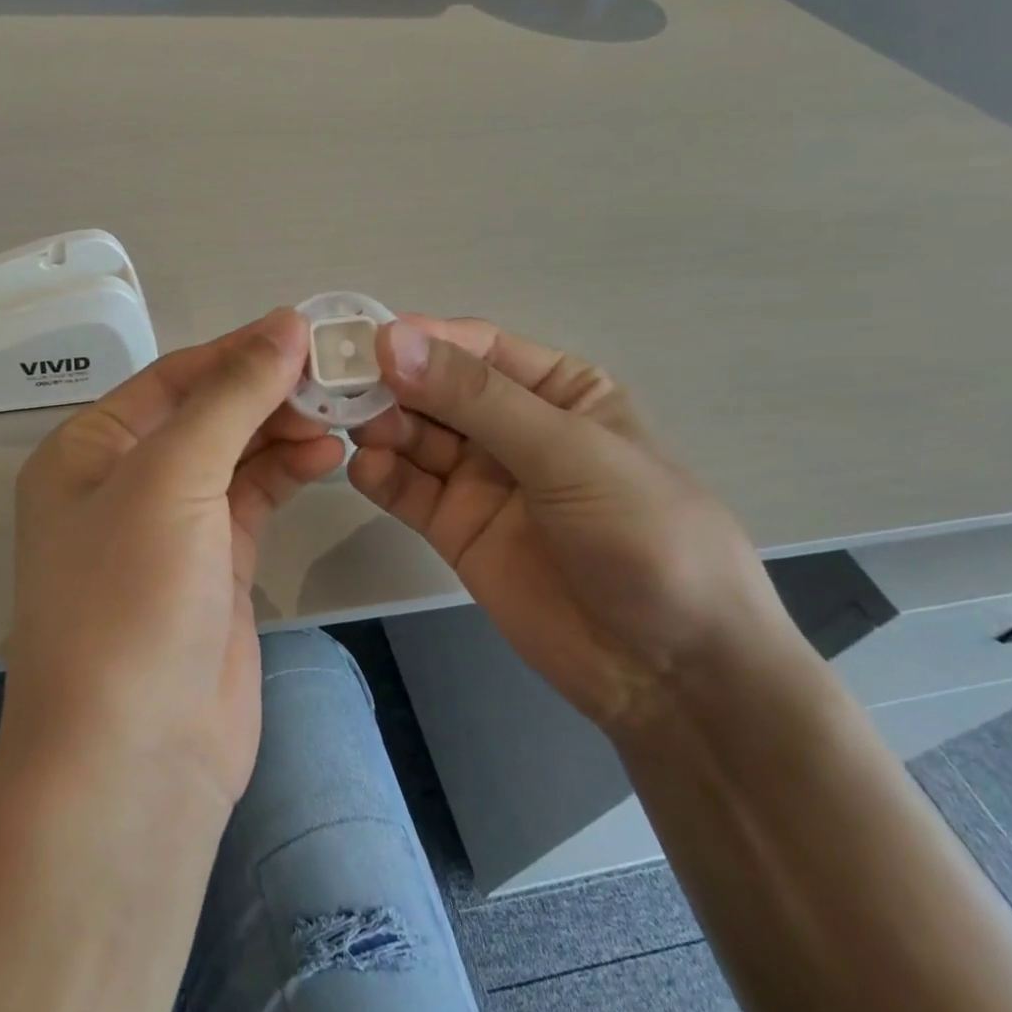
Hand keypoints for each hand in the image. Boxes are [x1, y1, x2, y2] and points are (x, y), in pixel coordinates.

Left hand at [5, 309, 345, 811]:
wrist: (135, 759)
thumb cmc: (130, 600)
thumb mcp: (172, 478)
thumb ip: (231, 398)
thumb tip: (285, 325)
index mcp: (88, 450)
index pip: (172, 379)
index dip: (237, 351)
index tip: (306, 330)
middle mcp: (123, 482)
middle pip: (205, 414)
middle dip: (266, 392)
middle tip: (337, 374)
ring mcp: (171, 528)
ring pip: (234, 456)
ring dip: (282, 430)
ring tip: (340, 413)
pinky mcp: (214, 568)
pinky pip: (252, 500)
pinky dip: (286, 473)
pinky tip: (326, 454)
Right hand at [349, 317, 797, 733]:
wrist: (670, 672)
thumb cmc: (643, 537)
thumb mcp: (568, 453)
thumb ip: (476, 398)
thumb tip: (392, 339)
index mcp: (556, 390)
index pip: (475, 348)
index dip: (421, 339)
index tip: (364, 339)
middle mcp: (511, 426)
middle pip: (434, 390)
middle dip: (391, 385)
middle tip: (341, 387)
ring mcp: (479, 479)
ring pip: (413, 436)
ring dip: (380, 426)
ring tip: (354, 429)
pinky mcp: (453, 527)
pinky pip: (406, 489)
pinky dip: (380, 474)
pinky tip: (365, 469)